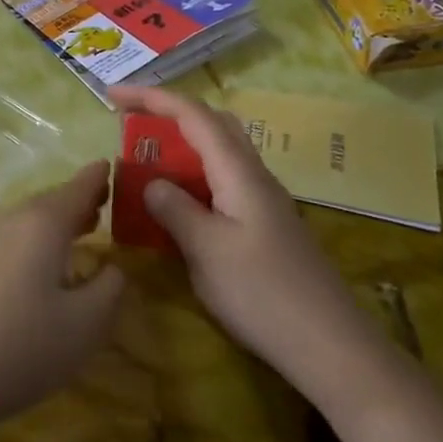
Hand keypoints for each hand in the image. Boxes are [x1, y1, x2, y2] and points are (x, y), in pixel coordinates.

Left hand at [0, 162, 124, 441]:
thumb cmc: (18, 348)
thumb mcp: (83, 326)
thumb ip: (109, 288)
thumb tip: (112, 267)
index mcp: (42, 223)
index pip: (79, 186)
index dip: (99, 177)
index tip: (114, 167)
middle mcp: (9, 220)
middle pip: (50, 201)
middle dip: (78, 203)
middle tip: (104, 207)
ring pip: (26, 221)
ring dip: (53, 225)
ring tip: (78, 236)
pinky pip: (7, 241)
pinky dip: (30, 244)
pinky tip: (36, 270)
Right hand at [108, 86, 381, 391]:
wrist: (329, 346)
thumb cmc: (263, 294)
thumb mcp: (207, 250)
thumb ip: (174, 209)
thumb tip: (152, 183)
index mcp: (239, 173)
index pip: (193, 115)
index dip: (152, 98)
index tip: (112, 96)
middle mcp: (254, 176)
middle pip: (211, 124)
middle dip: (169, 113)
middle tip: (130, 122)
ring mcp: (263, 202)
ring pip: (219, 155)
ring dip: (181, 147)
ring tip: (145, 161)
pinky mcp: (264, 227)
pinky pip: (222, 184)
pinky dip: (193, 179)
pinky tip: (177, 206)